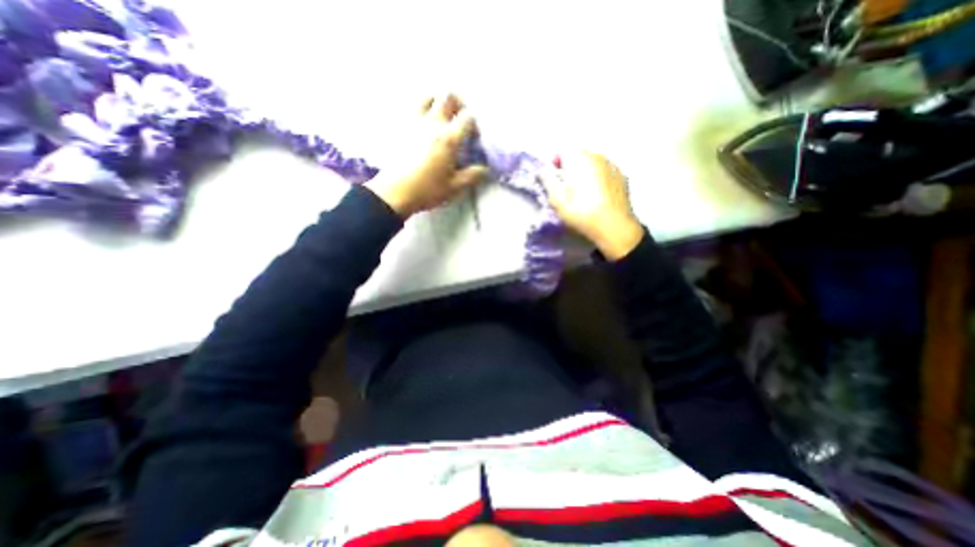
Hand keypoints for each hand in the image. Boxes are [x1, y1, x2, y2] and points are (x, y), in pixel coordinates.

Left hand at [366, 95, 487, 216]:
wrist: (395, 192)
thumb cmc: (427, 190)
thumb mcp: (455, 187)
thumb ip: (472, 176)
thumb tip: (484, 169)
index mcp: (449, 139)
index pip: (468, 117)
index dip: (474, 124)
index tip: (473, 137)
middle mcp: (433, 124)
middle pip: (448, 97)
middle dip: (459, 104)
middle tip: (460, 119)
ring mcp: (414, 122)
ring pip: (428, 97)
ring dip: (439, 101)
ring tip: (442, 116)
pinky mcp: (400, 127)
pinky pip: (412, 108)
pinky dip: (422, 109)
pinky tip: (423, 124)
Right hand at [536, 149, 645, 258]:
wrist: (614, 227)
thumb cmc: (581, 211)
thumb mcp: (557, 199)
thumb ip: (547, 180)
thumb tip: (542, 169)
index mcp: (579, 158)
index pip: (562, 151)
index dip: (554, 163)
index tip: (551, 178)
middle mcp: (597, 156)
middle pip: (578, 156)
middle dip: (569, 168)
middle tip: (565, 187)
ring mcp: (613, 166)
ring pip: (593, 164)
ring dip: (584, 173)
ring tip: (581, 193)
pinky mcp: (622, 178)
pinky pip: (605, 173)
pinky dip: (598, 179)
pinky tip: (597, 196)